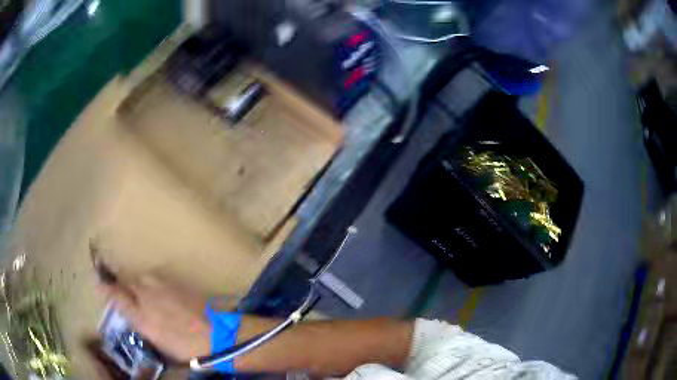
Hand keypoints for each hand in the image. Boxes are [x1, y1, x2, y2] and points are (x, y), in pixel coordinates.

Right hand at [98, 274, 211, 362]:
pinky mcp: (174, 280)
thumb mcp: (159, 343)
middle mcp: (145, 296)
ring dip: (142, 286)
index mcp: (140, 317)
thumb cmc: (187, 347)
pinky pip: (157, 278)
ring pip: (142, 278)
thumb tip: (133, 315)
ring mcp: (160, 285)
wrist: (217, 333)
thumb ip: (141, 325)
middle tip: (132, 298)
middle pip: (127, 283)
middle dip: (126, 288)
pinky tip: (165, 295)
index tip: (99, 284)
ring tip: (152, 298)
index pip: (115, 295)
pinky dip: (156, 285)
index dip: (105, 289)